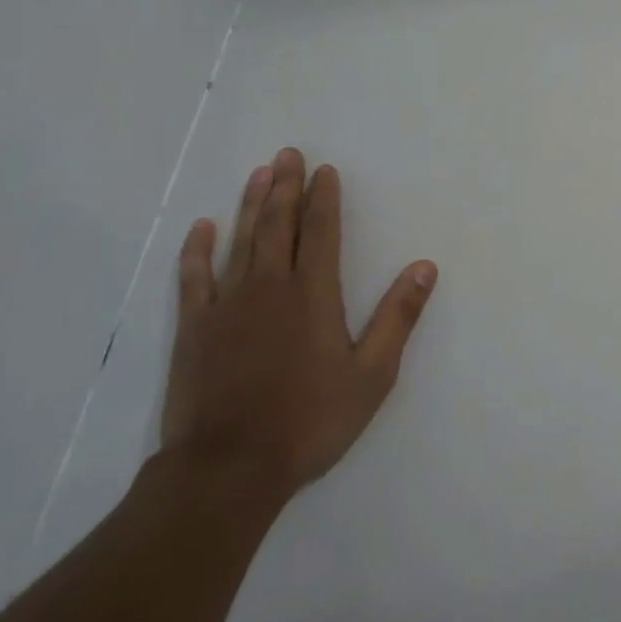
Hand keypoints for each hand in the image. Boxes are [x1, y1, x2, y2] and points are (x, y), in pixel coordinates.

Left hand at [160, 147, 437, 501]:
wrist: (229, 467)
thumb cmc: (310, 420)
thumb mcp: (373, 374)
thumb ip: (398, 316)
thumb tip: (424, 267)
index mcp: (314, 295)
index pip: (321, 232)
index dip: (324, 199)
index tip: (324, 171)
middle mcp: (269, 287)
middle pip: (278, 225)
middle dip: (285, 187)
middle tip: (288, 154)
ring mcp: (226, 305)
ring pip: (240, 241)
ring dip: (250, 205)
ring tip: (259, 172)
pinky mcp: (195, 329)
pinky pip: (195, 277)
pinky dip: (198, 250)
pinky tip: (203, 227)